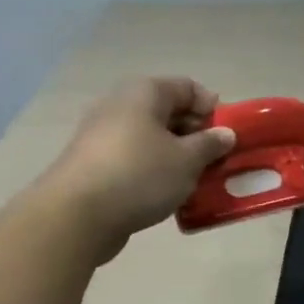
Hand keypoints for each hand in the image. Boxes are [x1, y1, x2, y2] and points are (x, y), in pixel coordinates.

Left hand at [45, 77, 235, 259]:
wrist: (76, 216)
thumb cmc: (139, 175)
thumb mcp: (187, 160)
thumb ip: (210, 144)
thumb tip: (224, 134)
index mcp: (145, 92)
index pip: (189, 87)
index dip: (213, 109)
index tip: (228, 137)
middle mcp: (121, 105)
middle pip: (170, 113)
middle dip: (197, 136)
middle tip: (216, 163)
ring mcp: (104, 135)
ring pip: (153, 140)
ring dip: (178, 158)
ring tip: (196, 183)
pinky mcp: (95, 164)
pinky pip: (136, 160)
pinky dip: (155, 173)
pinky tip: (169, 196)